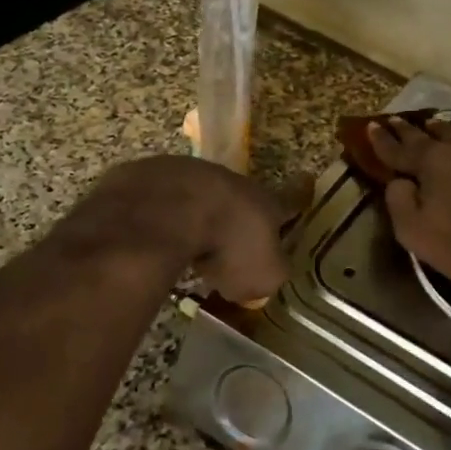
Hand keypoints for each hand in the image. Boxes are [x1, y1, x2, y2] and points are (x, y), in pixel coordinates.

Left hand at [81, 156, 287, 302]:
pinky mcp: (143, 177)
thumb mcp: (262, 275)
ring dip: (193, 215)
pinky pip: (156, 200)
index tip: (307, 180)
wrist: (166, 212)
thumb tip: (263, 274)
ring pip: (195, 195)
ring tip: (184, 245)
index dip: (298, 195)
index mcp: (263, 202)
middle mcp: (227, 181)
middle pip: (237, 197)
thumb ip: (268, 273)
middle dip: (235, 216)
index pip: (289, 199)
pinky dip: (156, 218)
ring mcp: (184, 174)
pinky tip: (148, 240)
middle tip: (229, 242)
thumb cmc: (226, 246)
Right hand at [368, 116, 450, 288]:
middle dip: (411, 129)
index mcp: (431, 162)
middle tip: (398, 122)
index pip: (398, 148)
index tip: (371, 127)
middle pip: (431, 133)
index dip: (382, 139)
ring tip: (437, 129)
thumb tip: (398, 182)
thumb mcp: (413, 232)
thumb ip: (398, 201)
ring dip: (445, 133)